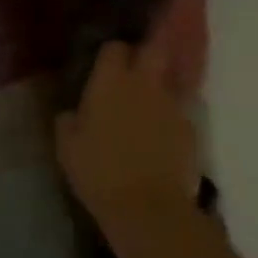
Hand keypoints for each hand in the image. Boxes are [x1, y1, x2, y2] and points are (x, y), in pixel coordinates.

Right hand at [56, 40, 199, 257]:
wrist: (150, 209)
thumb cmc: (100, 173)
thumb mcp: (67, 148)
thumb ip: (68, 121)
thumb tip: (71, 113)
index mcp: (110, 81)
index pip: (114, 47)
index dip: (112, 53)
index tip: (106, 65)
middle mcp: (143, 82)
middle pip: (153, 48)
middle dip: (148, 51)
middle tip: (137, 67)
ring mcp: (171, 103)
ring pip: (170, 78)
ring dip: (161, 84)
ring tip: (151, 101)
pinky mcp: (190, 128)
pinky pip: (180, 111)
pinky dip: (172, 116)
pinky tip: (163, 135)